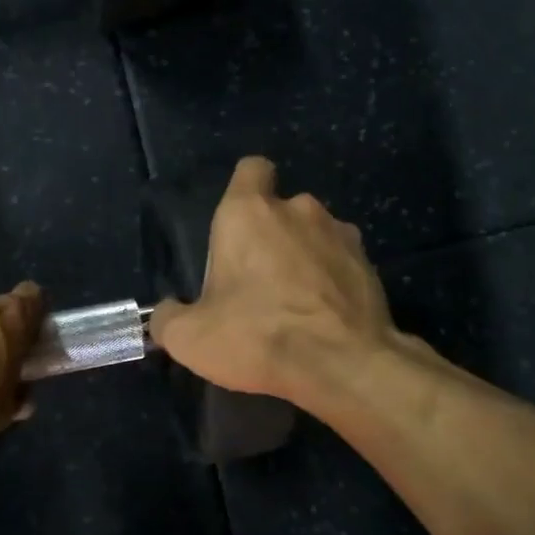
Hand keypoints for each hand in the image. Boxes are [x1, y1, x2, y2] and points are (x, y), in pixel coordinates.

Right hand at [150, 157, 396, 410]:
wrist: (343, 365)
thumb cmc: (257, 336)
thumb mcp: (190, 338)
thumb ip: (169, 318)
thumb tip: (166, 314)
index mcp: (248, 213)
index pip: (250, 169)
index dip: (244, 189)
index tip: (236, 225)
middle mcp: (298, 209)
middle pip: (281, 209)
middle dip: (270, 236)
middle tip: (257, 281)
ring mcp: (340, 233)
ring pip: (314, 234)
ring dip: (303, 257)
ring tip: (295, 301)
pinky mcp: (368, 264)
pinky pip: (341, 262)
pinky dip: (331, 280)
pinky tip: (324, 316)